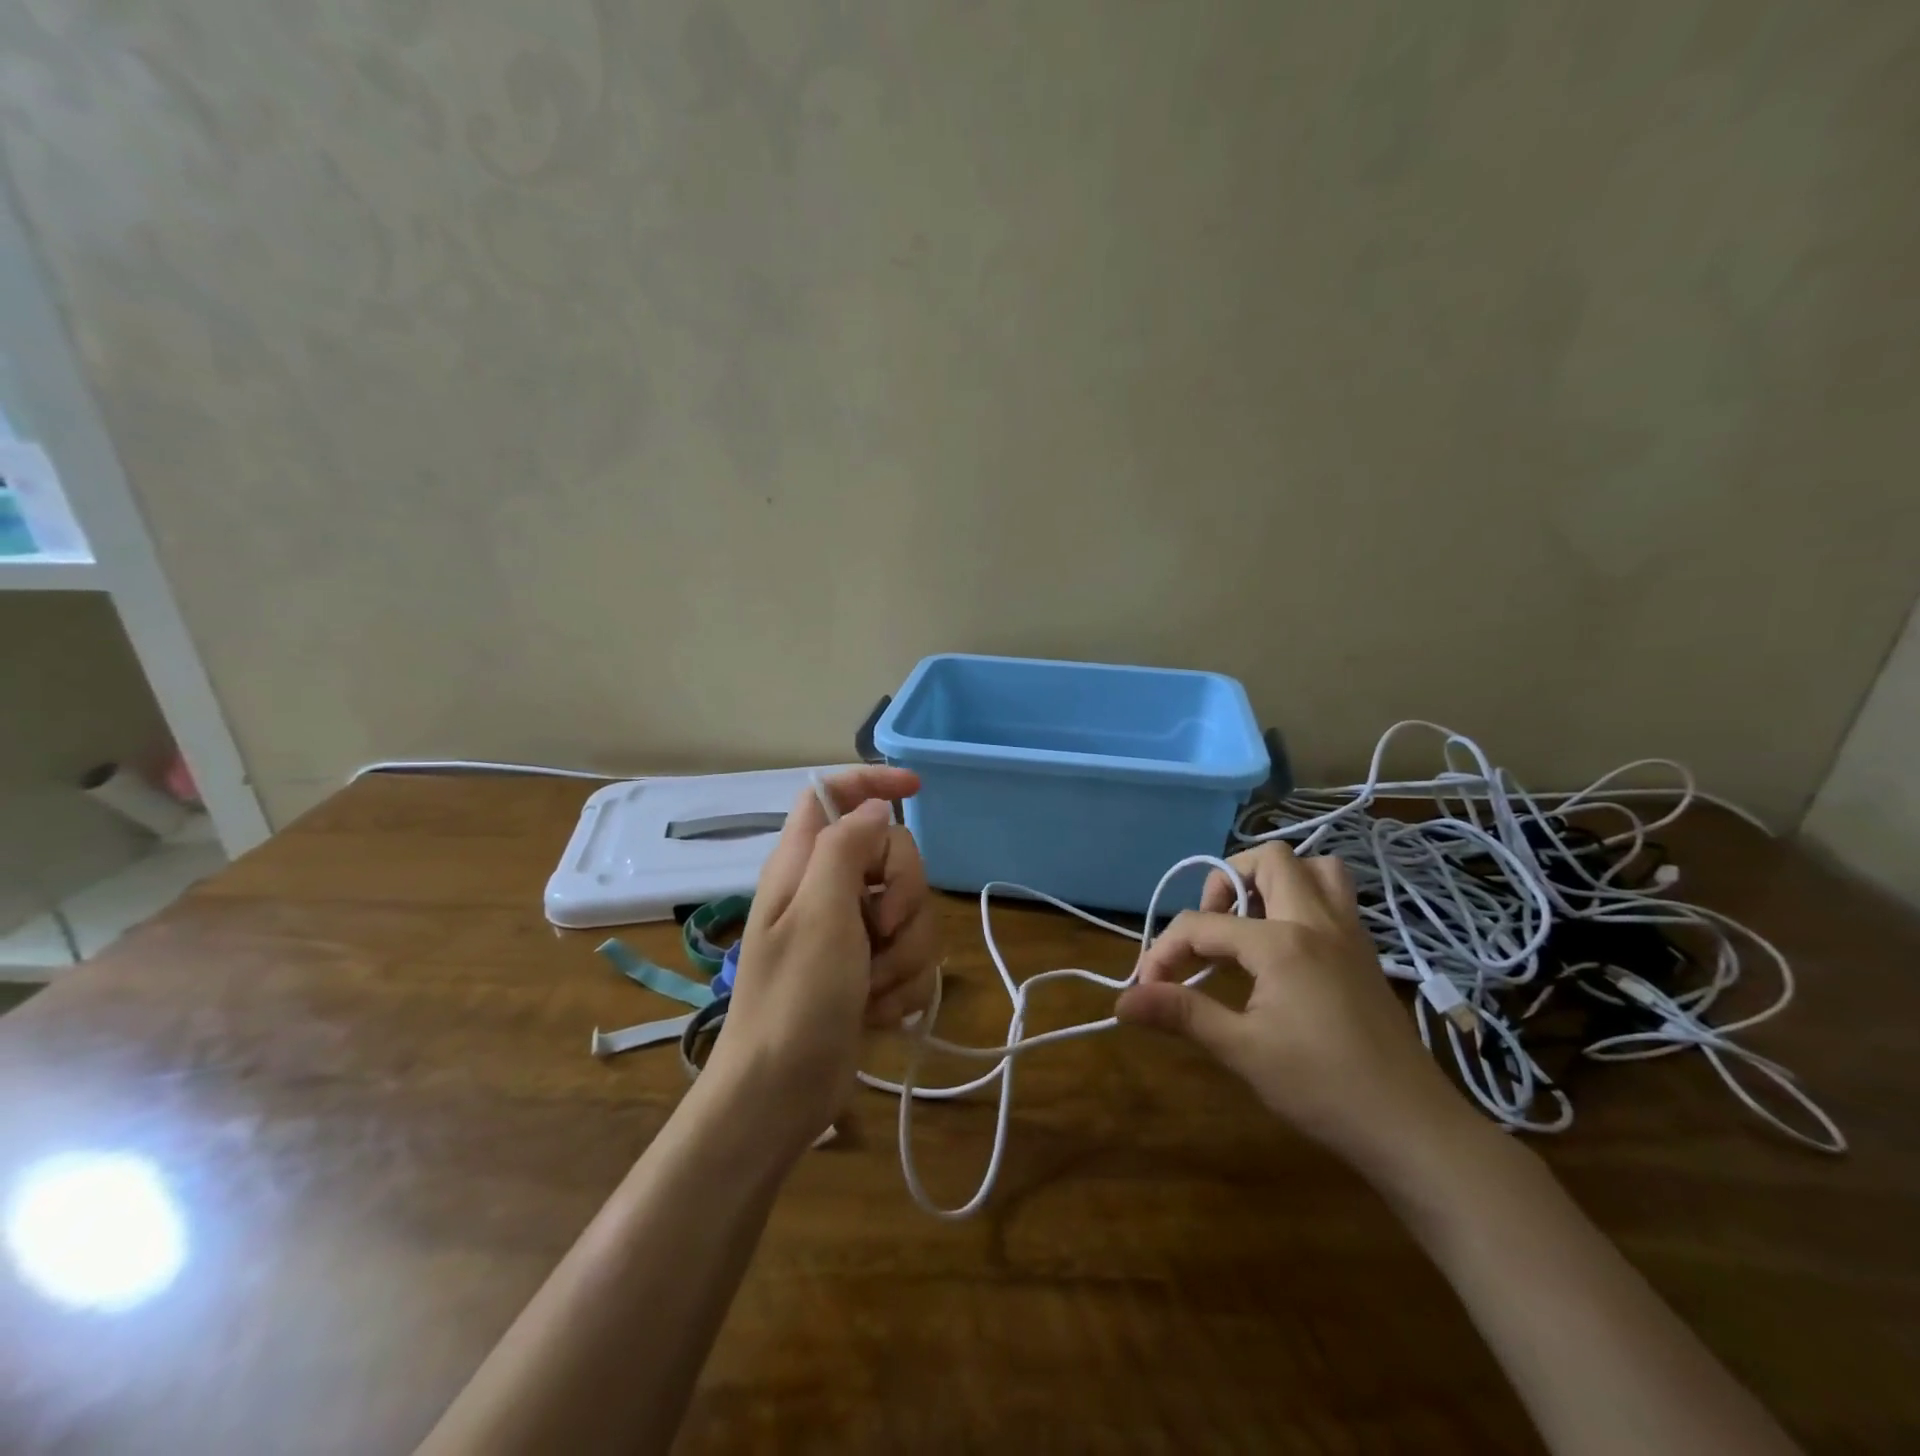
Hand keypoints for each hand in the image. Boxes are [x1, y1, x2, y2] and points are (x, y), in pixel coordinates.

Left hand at [709, 768, 938, 1149]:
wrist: (781, 1094)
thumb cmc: (795, 1000)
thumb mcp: (819, 913)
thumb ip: (846, 847)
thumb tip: (876, 808)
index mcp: (803, 863)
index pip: (834, 794)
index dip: (874, 781)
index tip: (918, 790)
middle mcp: (827, 889)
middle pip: (892, 854)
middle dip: (904, 895)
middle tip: (879, 931)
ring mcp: (849, 932)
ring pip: (910, 910)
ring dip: (905, 952)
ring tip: (872, 987)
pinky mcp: (867, 969)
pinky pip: (910, 954)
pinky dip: (903, 983)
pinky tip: (878, 1010)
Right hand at [1115, 842, 1480, 1187]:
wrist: (1414, 1130)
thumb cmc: (1323, 1089)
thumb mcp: (1242, 1051)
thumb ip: (1182, 1014)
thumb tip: (1123, 1001)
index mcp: (1282, 942)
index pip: (1202, 925)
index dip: (1164, 951)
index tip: (1148, 989)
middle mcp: (1317, 921)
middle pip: (1269, 861)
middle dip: (1225, 882)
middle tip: (1210, 929)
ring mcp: (1349, 934)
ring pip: (1315, 868)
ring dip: (1275, 881)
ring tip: (1250, 922)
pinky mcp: (1365, 954)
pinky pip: (1336, 898)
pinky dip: (1304, 900)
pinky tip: (1286, 948)